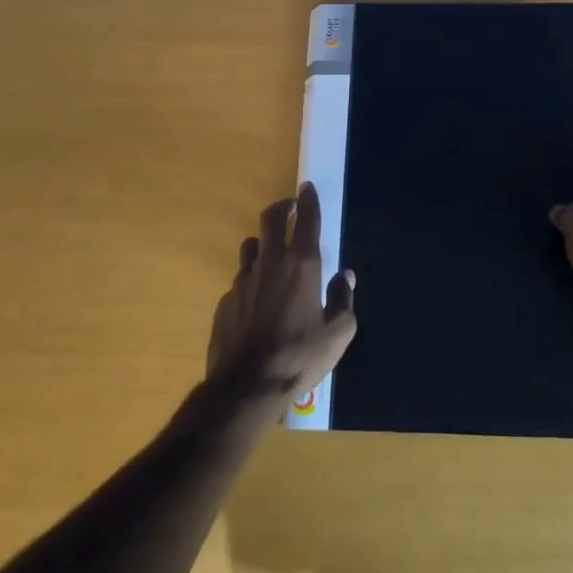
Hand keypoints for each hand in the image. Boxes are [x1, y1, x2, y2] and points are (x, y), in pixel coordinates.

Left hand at [206, 182, 356, 407]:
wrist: (246, 386)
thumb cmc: (299, 356)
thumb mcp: (337, 334)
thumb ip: (343, 300)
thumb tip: (345, 276)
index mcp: (302, 265)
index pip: (306, 220)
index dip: (309, 200)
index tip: (307, 187)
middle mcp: (270, 263)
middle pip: (271, 218)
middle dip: (282, 206)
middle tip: (290, 206)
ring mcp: (243, 280)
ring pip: (251, 245)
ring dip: (263, 241)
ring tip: (271, 251)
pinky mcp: (226, 301)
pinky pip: (240, 279)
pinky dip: (251, 279)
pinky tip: (256, 299)